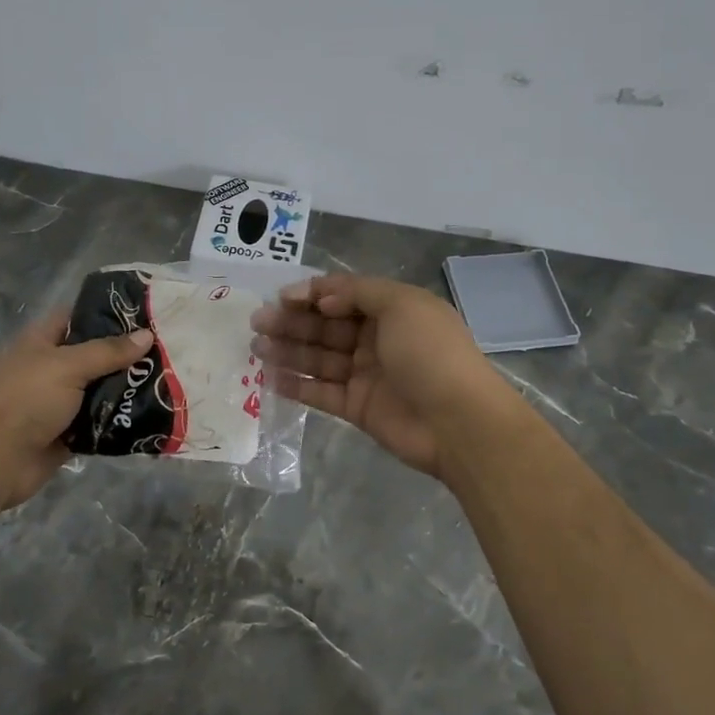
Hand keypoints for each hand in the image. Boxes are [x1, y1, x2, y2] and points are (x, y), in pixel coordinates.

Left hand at [0, 312, 152, 509]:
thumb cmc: (28, 399)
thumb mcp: (68, 366)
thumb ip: (108, 351)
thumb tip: (147, 335)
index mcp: (43, 341)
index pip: (78, 316)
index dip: (109, 313)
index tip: (146, 313)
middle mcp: (52, 367)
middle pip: (95, 354)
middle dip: (127, 353)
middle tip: (168, 347)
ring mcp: (60, 401)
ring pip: (101, 388)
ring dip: (128, 387)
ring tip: (168, 378)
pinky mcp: (70, 431)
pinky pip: (101, 420)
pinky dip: (121, 417)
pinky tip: (152, 411)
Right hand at [251, 274, 514, 480]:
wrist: (459, 422)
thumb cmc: (430, 353)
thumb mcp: (401, 305)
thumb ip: (357, 293)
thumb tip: (323, 300)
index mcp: (392, 310)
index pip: (344, 295)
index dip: (312, 294)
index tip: (281, 298)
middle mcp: (377, 339)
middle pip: (326, 326)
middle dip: (292, 321)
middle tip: (258, 322)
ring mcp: (367, 375)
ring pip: (320, 357)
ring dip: (288, 350)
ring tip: (256, 347)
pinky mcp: (357, 408)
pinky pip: (321, 392)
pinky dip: (297, 384)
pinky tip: (270, 377)